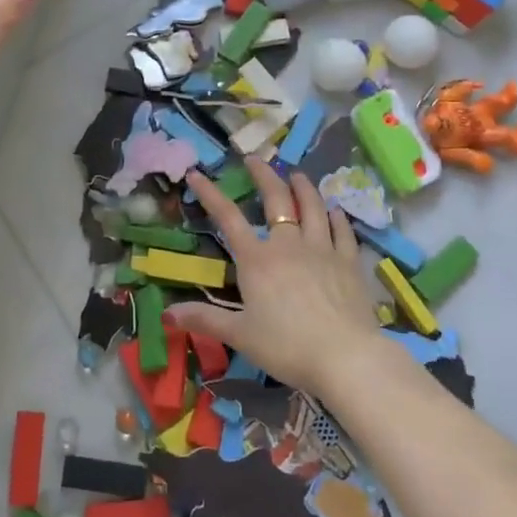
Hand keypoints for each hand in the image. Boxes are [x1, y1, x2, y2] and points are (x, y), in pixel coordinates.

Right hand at [171, 156, 381, 397]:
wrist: (346, 357)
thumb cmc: (287, 346)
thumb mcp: (240, 335)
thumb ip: (205, 319)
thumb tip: (167, 314)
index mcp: (257, 260)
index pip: (228, 218)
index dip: (210, 194)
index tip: (196, 174)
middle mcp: (289, 245)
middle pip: (276, 199)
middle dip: (264, 175)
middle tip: (255, 159)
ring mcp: (322, 250)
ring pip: (313, 207)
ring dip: (303, 187)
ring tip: (297, 175)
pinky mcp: (349, 262)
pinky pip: (342, 230)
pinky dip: (336, 216)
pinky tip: (335, 210)